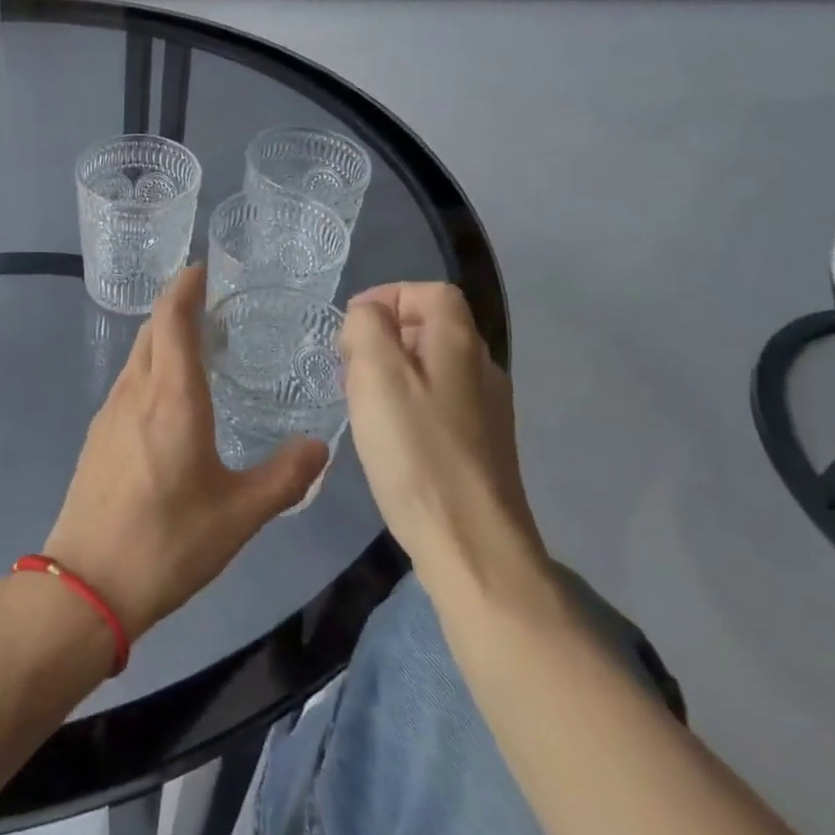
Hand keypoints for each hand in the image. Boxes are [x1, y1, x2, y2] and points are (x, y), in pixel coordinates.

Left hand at [44, 266, 327, 639]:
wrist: (87, 583)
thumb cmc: (168, 542)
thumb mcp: (239, 514)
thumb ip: (284, 476)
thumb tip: (320, 446)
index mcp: (171, 397)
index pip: (172, 318)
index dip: (186, 286)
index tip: (205, 268)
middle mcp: (135, 392)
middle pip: (152, 330)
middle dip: (178, 307)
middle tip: (216, 307)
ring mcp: (110, 412)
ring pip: (138, 356)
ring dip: (164, 339)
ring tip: (199, 348)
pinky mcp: (98, 436)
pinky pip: (128, 382)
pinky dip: (151, 369)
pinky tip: (170, 399)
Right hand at [339, 282, 547, 605]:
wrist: (470, 543)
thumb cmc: (416, 450)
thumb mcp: (377, 375)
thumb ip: (367, 328)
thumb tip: (368, 316)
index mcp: (460, 343)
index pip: (430, 292)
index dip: (388, 296)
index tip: (352, 328)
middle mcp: (482, 369)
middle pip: (431, 327)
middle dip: (384, 336)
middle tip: (349, 367)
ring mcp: (486, 410)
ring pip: (432, 367)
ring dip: (392, 372)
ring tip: (360, 401)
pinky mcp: (480, 446)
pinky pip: (437, 402)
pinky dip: (406, 403)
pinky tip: (386, 435)